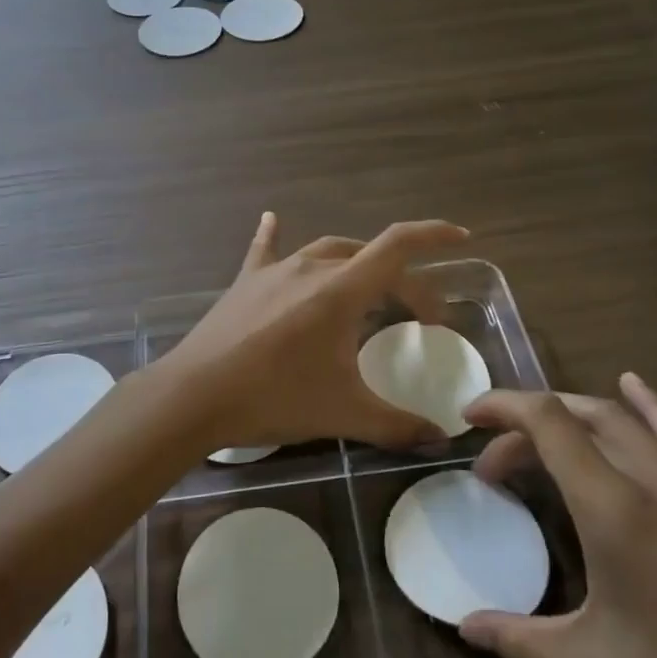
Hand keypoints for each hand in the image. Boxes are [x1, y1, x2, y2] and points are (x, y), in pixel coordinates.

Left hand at [157, 213, 468, 453]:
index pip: (397, 247)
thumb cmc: (274, 398)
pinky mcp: (245, 283)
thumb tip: (440, 438)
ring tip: (369, 288)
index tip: (461, 237)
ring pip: (326, 251)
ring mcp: (274, 271)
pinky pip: (265, 250)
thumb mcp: (343, 414)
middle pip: (368, 257)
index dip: (433, 236)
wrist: (195, 396)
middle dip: (402, 279)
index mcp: (340, 291)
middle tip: (418, 315)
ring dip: (355, 264)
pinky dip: (275, 236)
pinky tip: (271, 218)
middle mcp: (310, 268)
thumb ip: (397, 425)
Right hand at [459, 376, 656, 657]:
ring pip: (622, 417)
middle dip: (526, 425)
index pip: (547, 421)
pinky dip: (646, 404)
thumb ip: (523, 640)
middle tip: (496, 466)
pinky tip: (633, 386)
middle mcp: (652, 476)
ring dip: (573, 415)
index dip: (502, 406)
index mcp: (614, 507)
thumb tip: (463, 627)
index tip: (467, 418)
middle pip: (577, 415)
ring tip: (543, 438)